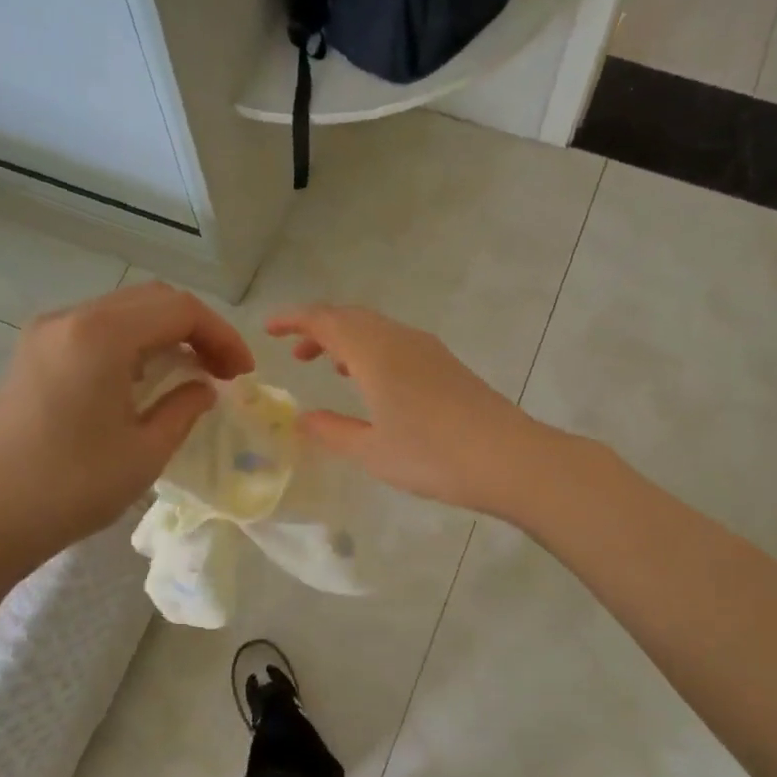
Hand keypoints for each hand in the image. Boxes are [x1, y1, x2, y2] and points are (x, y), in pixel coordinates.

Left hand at [0, 282, 253, 572]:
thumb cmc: (68, 488)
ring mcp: (44, 336)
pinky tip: (145, 381)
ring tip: (192, 375)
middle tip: (224, 372)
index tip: (243, 375)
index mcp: (100, 335)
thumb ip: (183, 410)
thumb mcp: (144, 453)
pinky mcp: (31, 357)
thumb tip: (203, 388)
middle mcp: (70, 319)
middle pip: (151, 301)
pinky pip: (95, 333)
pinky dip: (133, 346)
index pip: (179, 310)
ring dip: (165, 335)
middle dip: (197, 330)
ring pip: (122, 314)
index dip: (221, 336)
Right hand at [265, 304, 550, 515]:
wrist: (508, 458)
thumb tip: (302, 418)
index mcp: (374, 352)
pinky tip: (373, 381)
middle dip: (319, 328)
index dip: (293, 319)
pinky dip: (373, 351)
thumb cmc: (431, 456)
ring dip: (347, 340)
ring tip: (328, 365)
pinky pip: (397, 343)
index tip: (268, 328)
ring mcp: (427, 350)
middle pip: (351, 317)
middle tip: (295, 351)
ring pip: (377, 329)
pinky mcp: (446, 365)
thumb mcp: (371, 451)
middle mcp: (400, 339)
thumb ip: (332, 431)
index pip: (325, 320)